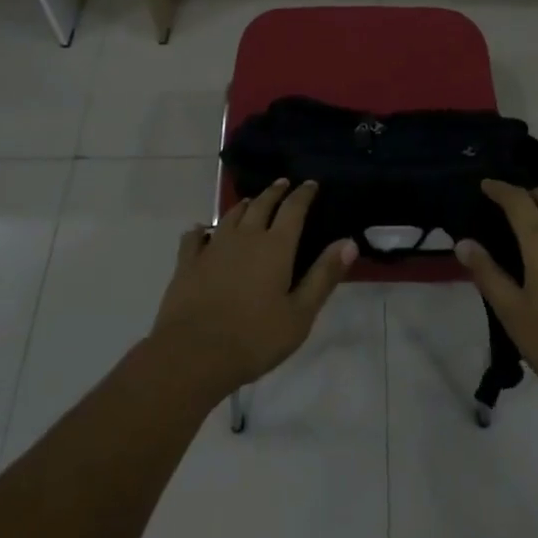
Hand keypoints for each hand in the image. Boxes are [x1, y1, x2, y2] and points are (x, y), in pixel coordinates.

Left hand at [150, 179, 355, 401]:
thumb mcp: (300, 315)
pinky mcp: (188, 263)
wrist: (192, 354)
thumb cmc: (254, 338)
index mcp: (275, 246)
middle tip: (283, 183)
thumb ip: (324, 276)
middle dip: (275, 192)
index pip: (293, 209)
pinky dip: (201, 230)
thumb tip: (349, 243)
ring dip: (244, 205)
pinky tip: (201, 231)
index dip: (303, 194)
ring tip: (251, 202)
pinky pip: (195, 237)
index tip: (311, 184)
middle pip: (262, 204)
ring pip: (231, 215)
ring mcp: (213, 247)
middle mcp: (245, 237)